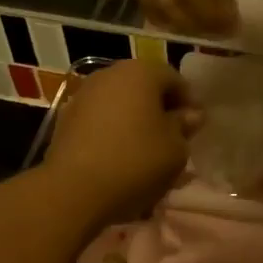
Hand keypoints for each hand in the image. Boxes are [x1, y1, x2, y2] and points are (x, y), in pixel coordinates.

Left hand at [45, 60, 200, 225]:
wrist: (74, 189)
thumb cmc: (136, 161)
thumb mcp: (176, 148)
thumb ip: (184, 126)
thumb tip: (189, 115)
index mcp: (140, 72)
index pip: (174, 79)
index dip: (189, 102)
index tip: (196, 127)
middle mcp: (109, 74)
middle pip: (144, 89)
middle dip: (160, 111)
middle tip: (174, 139)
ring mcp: (83, 96)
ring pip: (120, 106)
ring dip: (136, 124)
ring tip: (147, 153)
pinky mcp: (65, 120)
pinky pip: (100, 122)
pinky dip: (114, 134)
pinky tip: (121, 159)